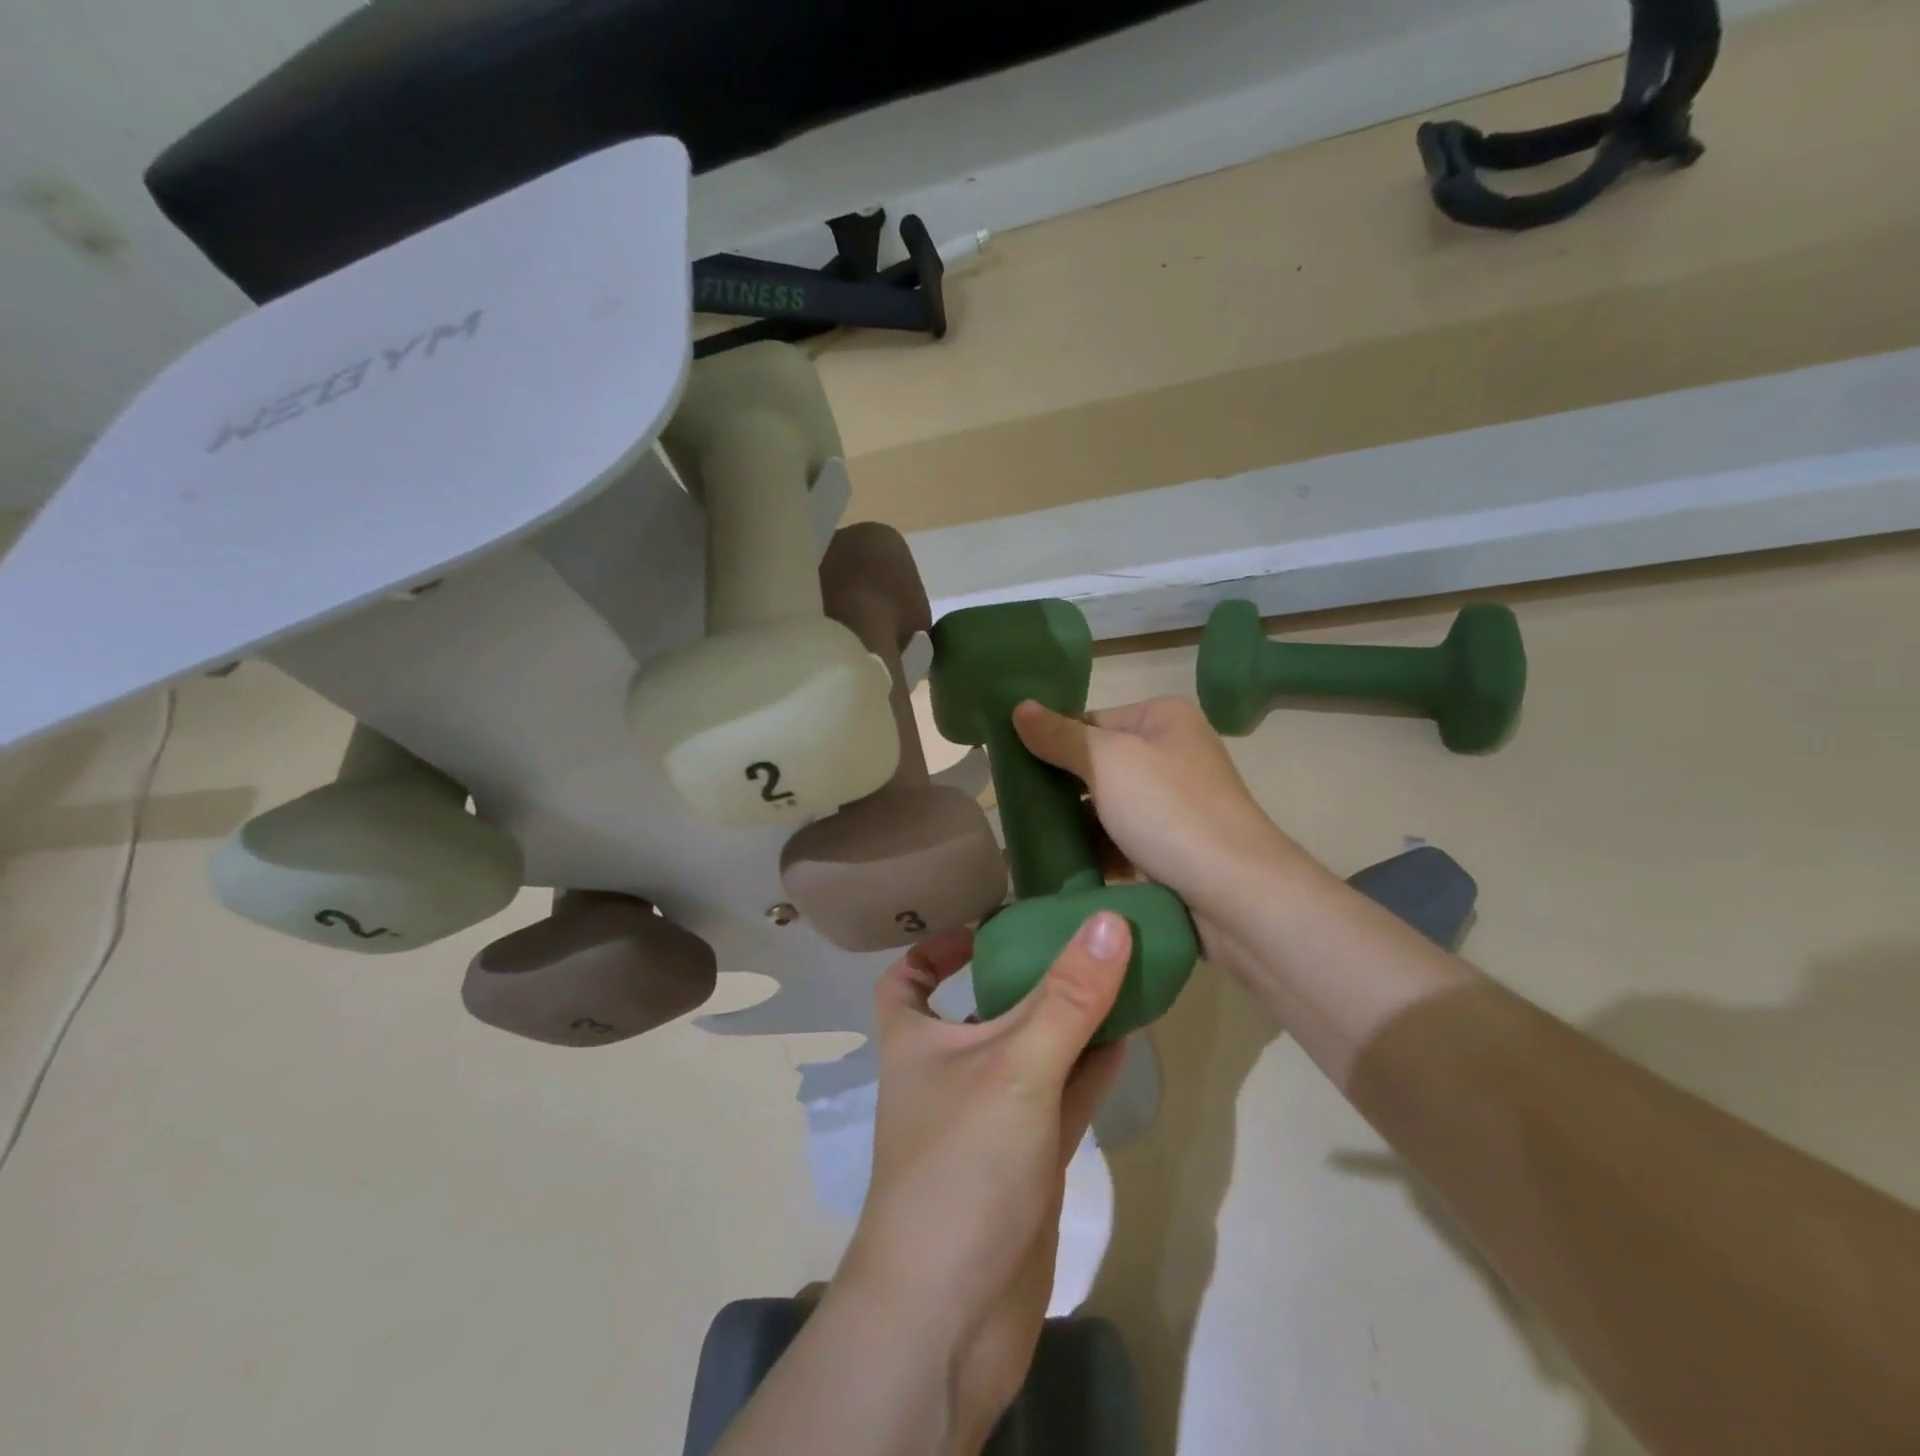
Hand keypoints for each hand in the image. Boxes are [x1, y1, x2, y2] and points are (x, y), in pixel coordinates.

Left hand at [836, 918, 1130, 1448]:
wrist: (951, 1316)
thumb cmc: (961, 1166)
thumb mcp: (1014, 1066)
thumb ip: (1067, 997)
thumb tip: (1108, 920)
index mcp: (917, 1040)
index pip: (908, 979)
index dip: (934, 948)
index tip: (982, 926)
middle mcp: (951, 1072)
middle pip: (984, 1007)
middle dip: (1026, 975)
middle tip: (1078, 938)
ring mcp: (992, 1118)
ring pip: (1033, 1052)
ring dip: (1069, 1020)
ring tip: (1116, 974)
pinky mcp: (1027, 1160)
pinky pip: (1061, 1097)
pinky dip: (1089, 1068)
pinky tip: (1126, 1038)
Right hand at [1012, 698, 1308, 923]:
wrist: (1235, 894)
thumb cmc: (1169, 811)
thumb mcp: (1107, 762)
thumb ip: (1060, 736)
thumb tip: (1019, 707)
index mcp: (1163, 719)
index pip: (1089, 720)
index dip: (1050, 741)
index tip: (1010, 767)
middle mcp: (1173, 754)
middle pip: (1098, 764)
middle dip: (1059, 786)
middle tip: (1013, 806)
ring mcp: (1175, 804)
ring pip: (1107, 806)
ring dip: (1073, 822)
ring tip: (1026, 837)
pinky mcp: (1173, 847)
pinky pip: (1122, 840)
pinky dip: (1096, 849)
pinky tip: (1059, 863)